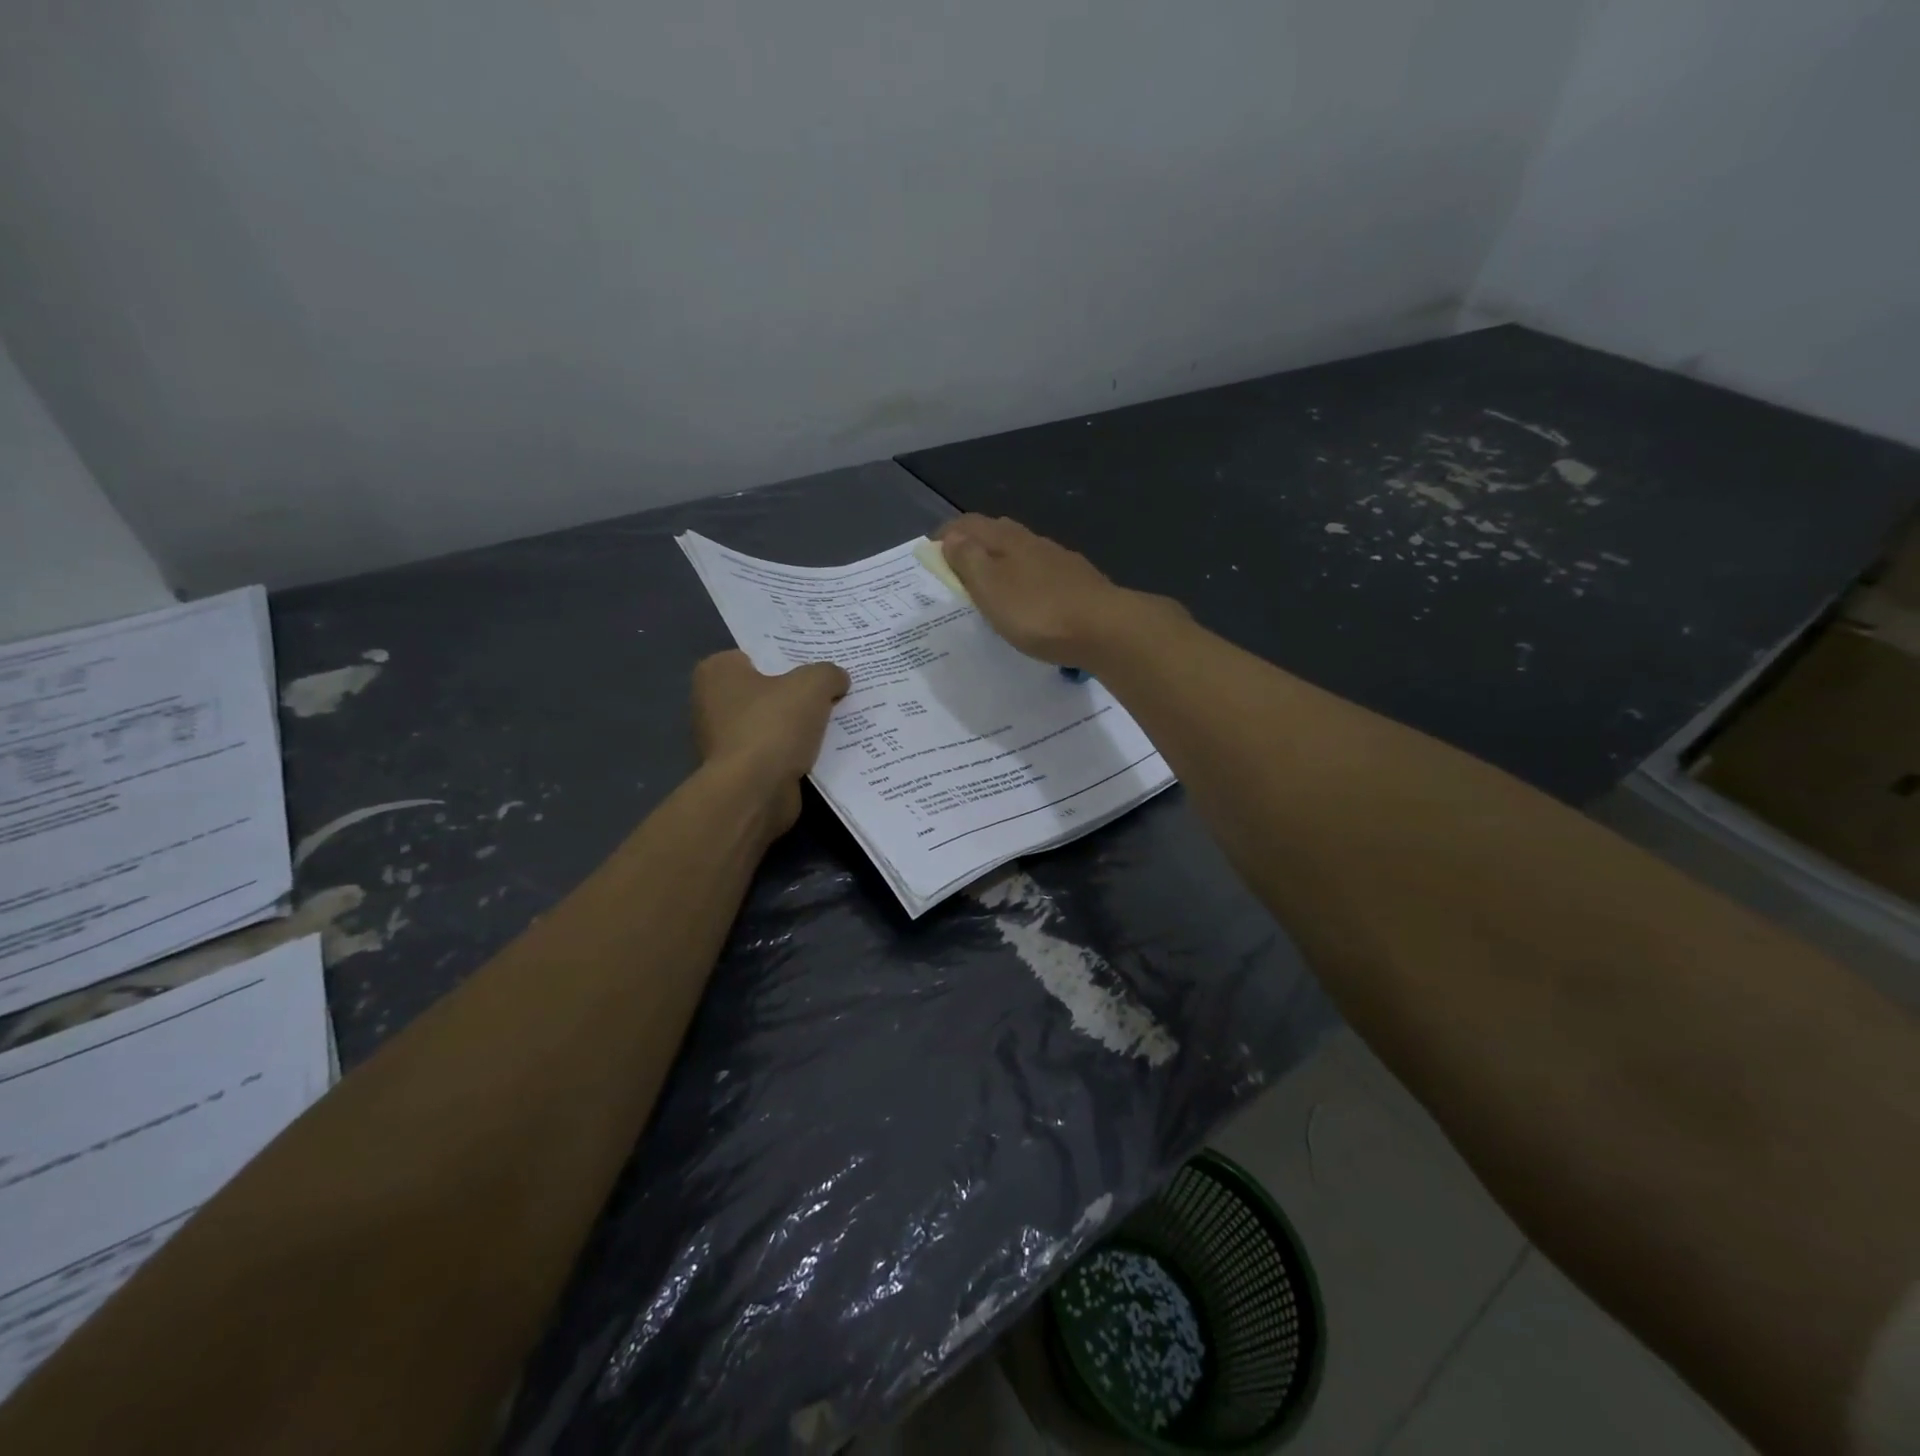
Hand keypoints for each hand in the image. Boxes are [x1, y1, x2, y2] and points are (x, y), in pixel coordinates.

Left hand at [692, 652, 849, 829]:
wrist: (754, 792)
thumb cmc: (773, 726)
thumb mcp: (812, 684)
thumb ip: (828, 673)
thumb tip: (837, 679)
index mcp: (717, 672)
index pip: (758, 655)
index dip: (791, 658)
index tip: (820, 665)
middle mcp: (712, 702)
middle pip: (768, 690)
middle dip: (797, 693)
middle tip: (834, 690)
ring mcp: (723, 740)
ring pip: (773, 723)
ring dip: (799, 726)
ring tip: (837, 719)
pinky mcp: (739, 770)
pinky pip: (776, 751)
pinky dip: (796, 752)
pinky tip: (825, 750)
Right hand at [935, 515, 1164, 665]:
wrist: (1105, 629)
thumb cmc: (1038, 611)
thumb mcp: (991, 588)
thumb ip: (969, 561)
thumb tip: (952, 538)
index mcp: (1008, 540)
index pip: (971, 524)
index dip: (949, 532)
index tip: (931, 549)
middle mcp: (1034, 542)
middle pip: (998, 532)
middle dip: (975, 541)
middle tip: (957, 562)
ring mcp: (1060, 561)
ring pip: (1023, 551)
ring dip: (1002, 560)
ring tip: (989, 582)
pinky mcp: (1079, 583)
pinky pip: (1042, 573)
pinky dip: (1025, 578)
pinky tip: (1028, 597)